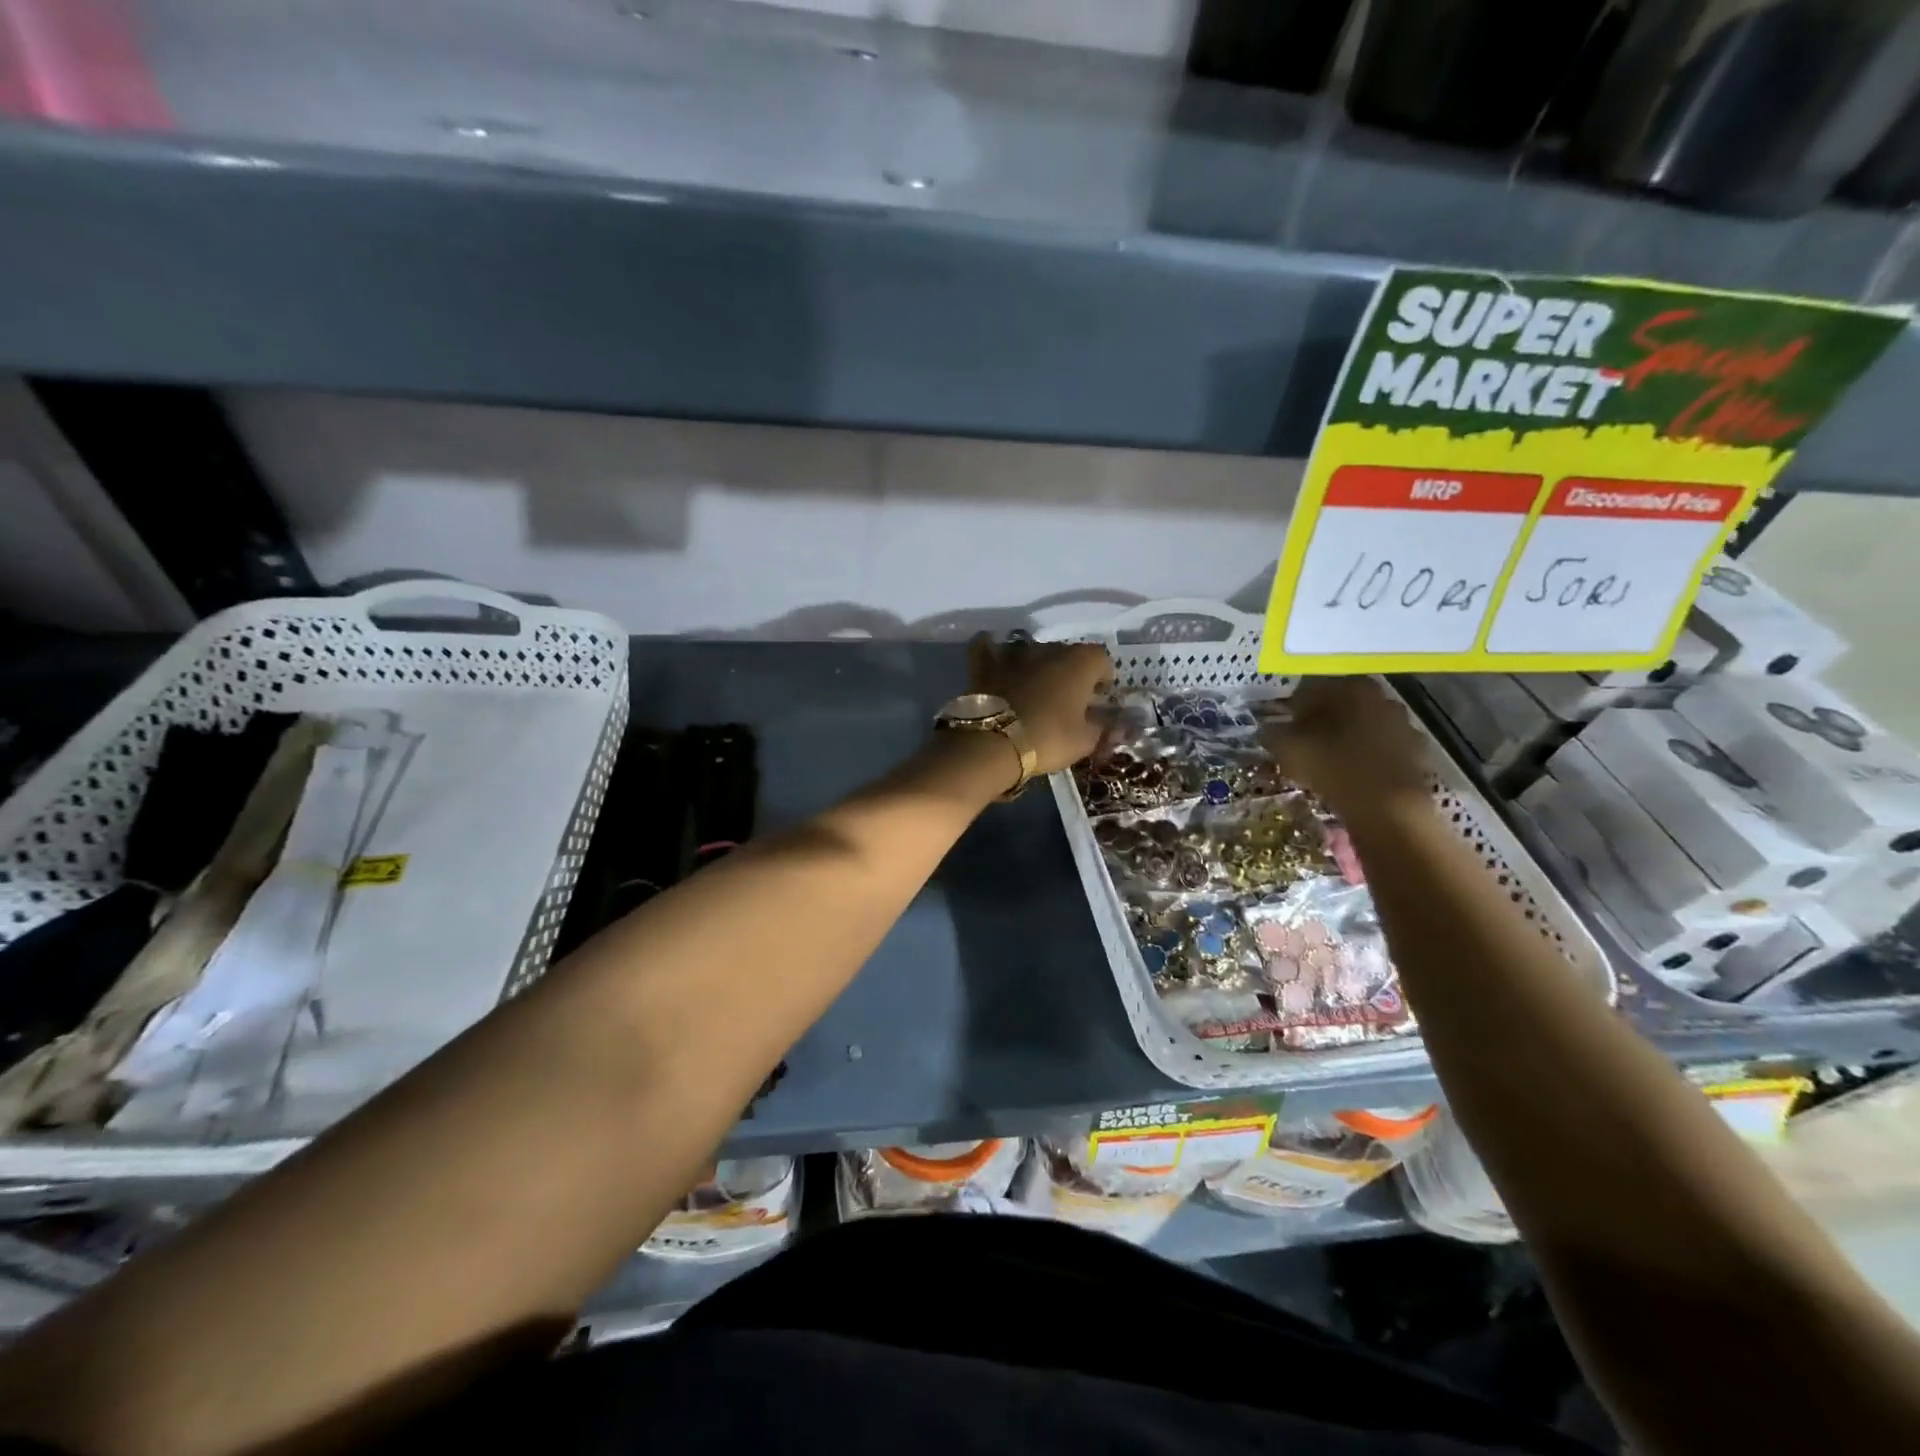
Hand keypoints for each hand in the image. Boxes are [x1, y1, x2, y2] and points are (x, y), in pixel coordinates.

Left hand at [969, 635, 1113, 774]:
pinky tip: (994, 658)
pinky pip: (987, 649)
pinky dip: (992, 651)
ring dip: (1037, 663)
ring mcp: (1015, 654)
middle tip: (1069, 698)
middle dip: (1072, 671)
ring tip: (1036, 686)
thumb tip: (1112, 725)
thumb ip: (1102, 728)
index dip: (1103, 677)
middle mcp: (1049, 649)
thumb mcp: (1085, 741)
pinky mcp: (986, 665)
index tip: (1099, 697)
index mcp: (1079, 662)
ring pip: (1032, 650)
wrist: (993, 743)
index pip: (1101, 659)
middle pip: (1067, 653)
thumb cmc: (1048, 738)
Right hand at [1262, 676, 1431, 822]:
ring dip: (1342, 740)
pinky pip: (1379, 749)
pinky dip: (1363, 757)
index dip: (1292, 709)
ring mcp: (1404, 725)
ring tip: (1324, 764)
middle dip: (1319, 722)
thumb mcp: (1289, 750)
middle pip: (1341, 706)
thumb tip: (1267, 730)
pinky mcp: (1416, 753)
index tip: (1282, 729)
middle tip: (1301, 745)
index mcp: (1353, 688)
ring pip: (1362, 727)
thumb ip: (1273, 734)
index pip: (1312, 689)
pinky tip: (1349, 776)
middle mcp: (1383, 698)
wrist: (1389, 810)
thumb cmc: (1335, 768)